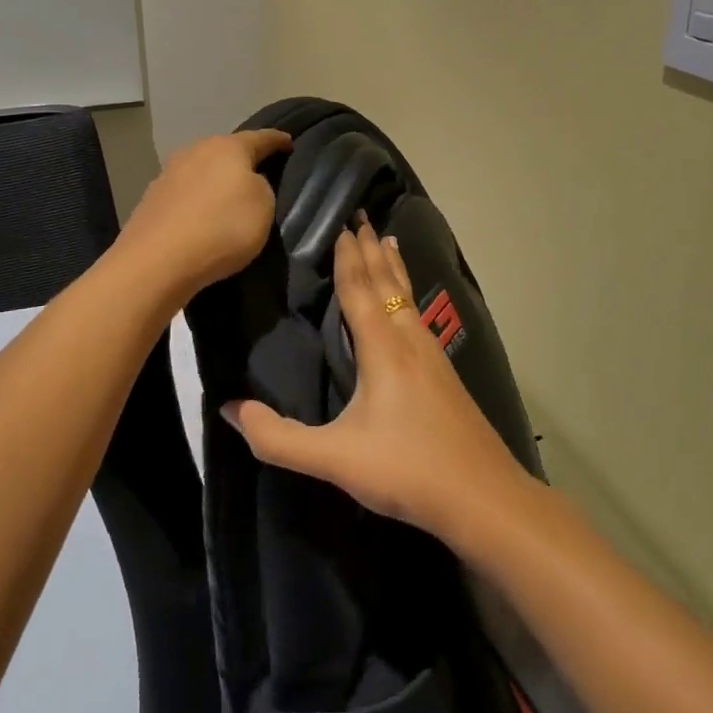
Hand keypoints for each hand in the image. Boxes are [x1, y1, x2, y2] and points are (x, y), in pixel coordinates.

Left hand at [119, 129, 290, 301]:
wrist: (158, 261)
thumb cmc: (222, 228)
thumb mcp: (264, 207)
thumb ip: (262, 187)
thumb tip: (247, 183)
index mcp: (228, 147)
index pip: (261, 138)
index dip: (278, 141)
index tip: (289, 143)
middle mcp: (196, 151)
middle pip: (226, 150)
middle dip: (242, 160)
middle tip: (259, 174)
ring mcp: (169, 173)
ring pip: (202, 170)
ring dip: (215, 180)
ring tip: (227, 198)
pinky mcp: (152, 198)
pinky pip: (185, 193)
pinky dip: (196, 200)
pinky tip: (201, 215)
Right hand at [222, 218, 530, 543]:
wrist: (483, 497)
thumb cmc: (406, 469)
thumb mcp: (334, 459)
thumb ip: (278, 438)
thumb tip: (229, 409)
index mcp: (383, 348)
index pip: (359, 290)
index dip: (347, 257)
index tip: (341, 223)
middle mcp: (409, 340)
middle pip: (387, 283)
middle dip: (371, 250)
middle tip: (362, 216)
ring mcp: (433, 355)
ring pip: (408, 296)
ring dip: (393, 267)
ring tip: (388, 240)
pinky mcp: (446, 373)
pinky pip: (419, 315)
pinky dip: (409, 293)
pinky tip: (411, 306)